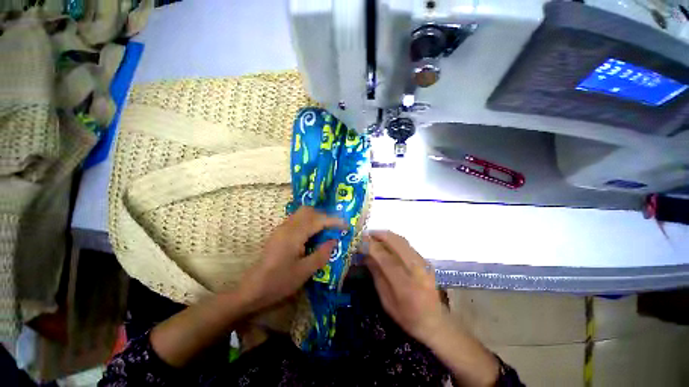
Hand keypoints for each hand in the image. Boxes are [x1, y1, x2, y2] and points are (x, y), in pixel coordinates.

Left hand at [237, 206, 344, 312]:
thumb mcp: (304, 272)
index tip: (346, 225)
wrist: (252, 289)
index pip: (318, 220)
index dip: (334, 221)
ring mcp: (281, 228)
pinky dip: (309, 222)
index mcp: (294, 234)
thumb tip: (334, 240)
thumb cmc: (279, 282)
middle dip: (324, 216)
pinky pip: (297, 220)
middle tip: (335, 228)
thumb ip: (321, 254)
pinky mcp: (279, 233)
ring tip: (326, 230)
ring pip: (302, 213)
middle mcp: (287, 226)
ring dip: (316, 218)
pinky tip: (313, 235)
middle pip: (309, 210)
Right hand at [365, 231, 446, 342]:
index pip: (385, 258)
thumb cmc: (407, 316)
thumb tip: (366, 255)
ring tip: (374, 235)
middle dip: (379, 234)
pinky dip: (394, 240)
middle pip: (396, 242)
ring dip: (386, 235)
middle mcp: (417, 270)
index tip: (360, 241)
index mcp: (405, 285)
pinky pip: (407, 244)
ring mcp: (424, 264)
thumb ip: (377, 275)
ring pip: (402, 240)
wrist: (435, 321)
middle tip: (366, 234)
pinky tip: (386, 242)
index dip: (371, 247)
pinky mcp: (426, 261)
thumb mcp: (386, 301)